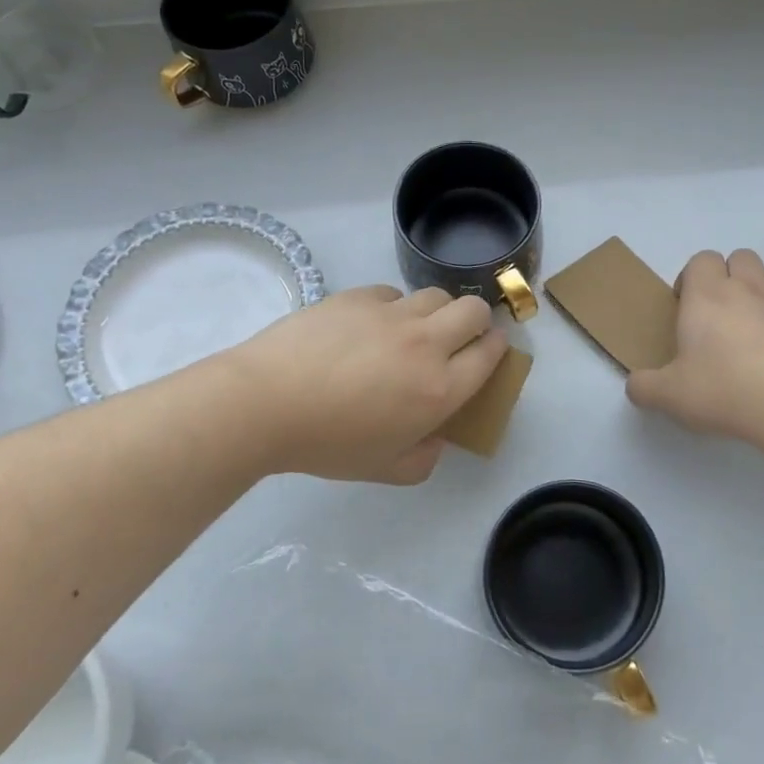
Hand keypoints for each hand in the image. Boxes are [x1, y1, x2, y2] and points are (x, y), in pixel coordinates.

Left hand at [227, 285, 508, 483]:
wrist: (266, 402)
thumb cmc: (328, 444)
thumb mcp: (385, 469)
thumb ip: (424, 458)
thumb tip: (436, 436)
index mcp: (439, 389)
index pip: (489, 354)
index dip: (496, 348)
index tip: (489, 350)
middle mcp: (426, 343)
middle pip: (474, 311)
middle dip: (478, 321)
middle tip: (460, 337)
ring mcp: (392, 314)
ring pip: (436, 295)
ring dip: (437, 311)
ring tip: (414, 330)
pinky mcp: (359, 296)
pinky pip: (392, 294)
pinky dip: (393, 308)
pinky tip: (370, 327)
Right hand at [626, 250, 763, 445]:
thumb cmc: (726, 390)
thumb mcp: (670, 395)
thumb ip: (644, 387)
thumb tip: (635, 385)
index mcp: (708, 296)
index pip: (702, 259)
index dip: (692, 277)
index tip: (687, 307)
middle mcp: (749, 289)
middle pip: (741, 257)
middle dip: (730, 276)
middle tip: (720, 314)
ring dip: (760, 293)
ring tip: (753, 330)